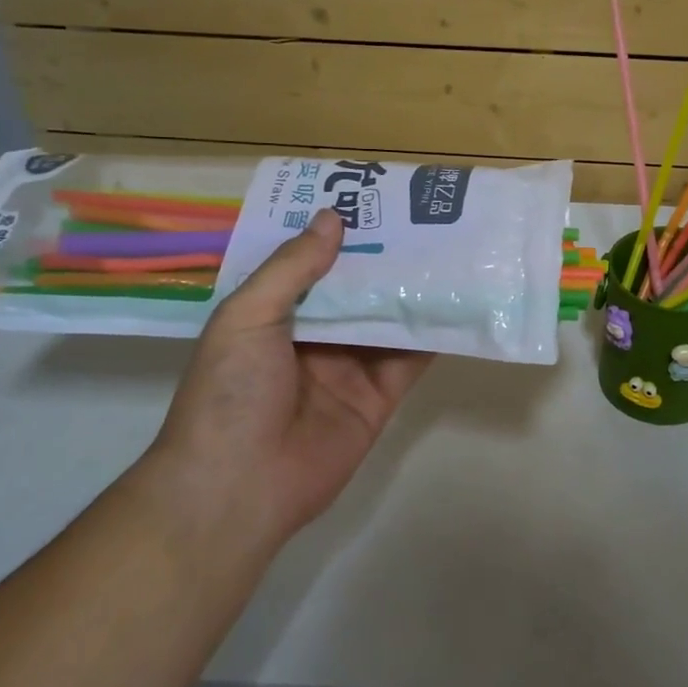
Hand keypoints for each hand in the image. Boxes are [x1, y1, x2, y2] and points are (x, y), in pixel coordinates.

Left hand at [145, 209, 432, 540]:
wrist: (240, 487)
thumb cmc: (231, 392)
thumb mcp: (247, 317)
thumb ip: (292, 268)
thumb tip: (333, 218)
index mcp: (273, 314)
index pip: (310, 263)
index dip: (337, 234)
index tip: (370, 199)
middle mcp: (313, 336)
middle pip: (356, 289)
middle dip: (384, 257)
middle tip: (423, 217)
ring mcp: (348, 367)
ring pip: (387, 320)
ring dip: (413, 290)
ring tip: (449, 249)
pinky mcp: (378, 398)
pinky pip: (409, 360)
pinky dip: (432, 335)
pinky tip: (457, 304)